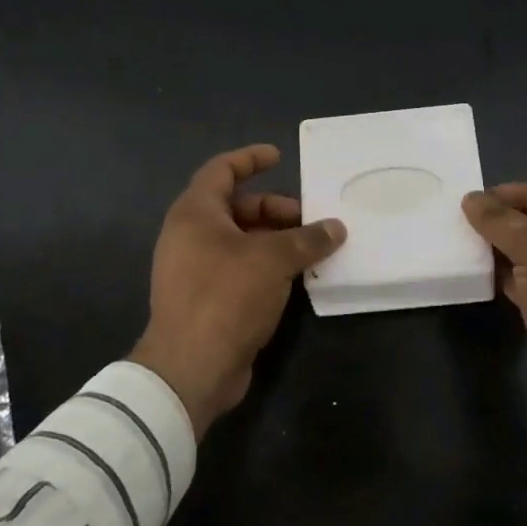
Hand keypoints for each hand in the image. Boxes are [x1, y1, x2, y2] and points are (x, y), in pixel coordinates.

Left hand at [130, 143, 345, 437]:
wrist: (191, 368)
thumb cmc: (226, 296)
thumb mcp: (272, 259)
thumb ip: (307, 239)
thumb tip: (336, 227)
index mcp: (195, 213)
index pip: (222, 170)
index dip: (250, 158)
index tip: (279, 156)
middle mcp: (190, 236)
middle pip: (237, 208)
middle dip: (275, 210)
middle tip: (310, 219)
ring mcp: (195, 270)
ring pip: (241, 241)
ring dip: (276, 241)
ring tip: (313, 250)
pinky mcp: (206, 300)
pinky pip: (240, 269)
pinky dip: (267, 266)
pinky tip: (297, 278)